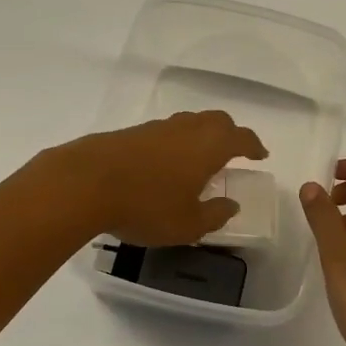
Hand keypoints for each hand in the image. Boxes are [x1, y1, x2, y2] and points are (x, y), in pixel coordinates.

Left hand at [43, 111, 267, 245]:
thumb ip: (215, 214)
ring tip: (200, 158)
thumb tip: (231, 204)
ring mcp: (157, 128)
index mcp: (209, 146)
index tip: (260, 155)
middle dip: (230, 133)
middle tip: (234, 151)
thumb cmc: (147, 205)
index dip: (253, 145)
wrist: (85, 183)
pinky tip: (166, 164)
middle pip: (216, 121)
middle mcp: (187, 129)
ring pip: (189, 123)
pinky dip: (175, 143)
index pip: (241, 138)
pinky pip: (165, 132)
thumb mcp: (188, 224)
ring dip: (200, 136)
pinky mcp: (131, 133)